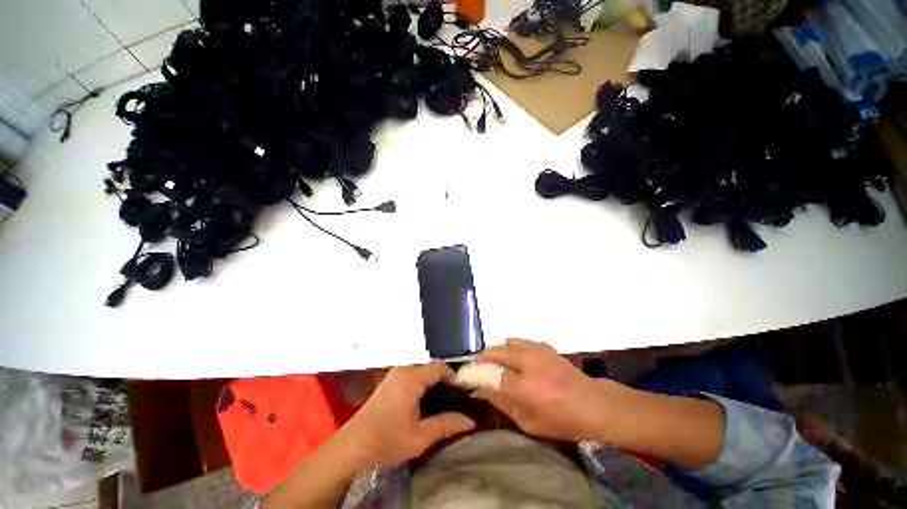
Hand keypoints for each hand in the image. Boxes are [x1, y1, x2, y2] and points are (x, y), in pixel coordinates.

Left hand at [334, 362, 475, 466]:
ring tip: (443, 399)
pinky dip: (423, 382)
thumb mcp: (420, 437)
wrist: (352, 446)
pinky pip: (413, 373)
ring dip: (434, 380)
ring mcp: (395, 373)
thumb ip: (446, 425)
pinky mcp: (390, 380)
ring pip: (422, 369)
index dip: (454, 377)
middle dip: (445, 378)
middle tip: (455, 397)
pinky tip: (425, 399)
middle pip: (431, 366)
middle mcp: (403, 369)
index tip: (463, 392)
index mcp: (411, 378)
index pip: (439, 367)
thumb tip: (471, 421)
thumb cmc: (387, 440)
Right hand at [476, 338, 616, 441]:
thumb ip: (501, 403)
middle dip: (481, 360)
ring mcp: (535, 350)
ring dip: (497, 353)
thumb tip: (480, 390)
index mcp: (522, 386)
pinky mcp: (543, 345)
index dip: (473, 374)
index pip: (487, 374)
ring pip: (505, 344)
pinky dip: (512, 349)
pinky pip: (519, 342)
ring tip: (499, 366)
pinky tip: (518, 362)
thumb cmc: (560, 420)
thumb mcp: (528, 422)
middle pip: (493, 352)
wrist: (593, 403)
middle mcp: (526, 362)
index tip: (463, 376)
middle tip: (478, 370)